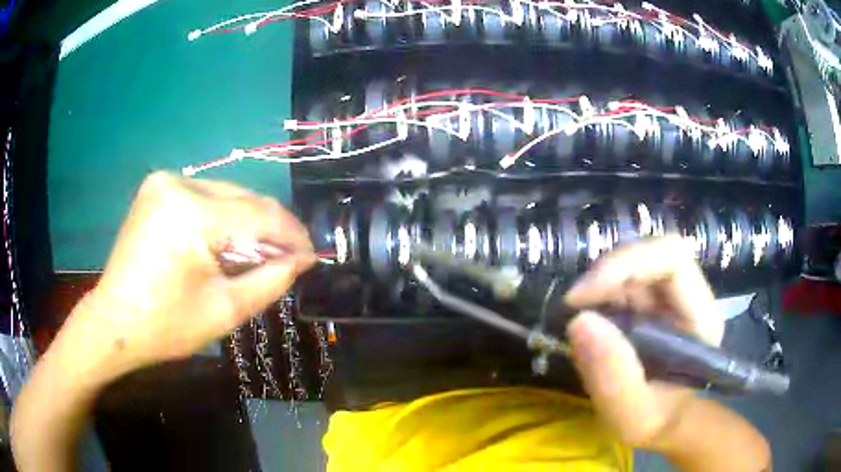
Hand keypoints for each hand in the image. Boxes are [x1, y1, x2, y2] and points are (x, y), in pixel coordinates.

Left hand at [70, 172, 315, 375]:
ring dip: (249, 222)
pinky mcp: (157, 189)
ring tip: (262, 253)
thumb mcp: (225, 311)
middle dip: (271, 228)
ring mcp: (164, 182)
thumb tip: (300, 260)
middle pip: (243, 198)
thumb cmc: (166, 325)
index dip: (292, 235)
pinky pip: (204, 197)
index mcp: (191, 213)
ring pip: (226, 194)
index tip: (313, 255)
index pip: (259, 214)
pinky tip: (229, 242)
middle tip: (290, 257)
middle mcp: (178, 183)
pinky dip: (224, 217)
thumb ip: (269, 280)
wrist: (114, 322)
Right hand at [563, 236, 722, 450]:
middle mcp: (688, 296)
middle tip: (572, 305)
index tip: (580, 298)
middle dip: (607, 273)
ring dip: (599, 284)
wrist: (662, 423)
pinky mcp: (649, 302)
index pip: (672, 258)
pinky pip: (621, 282)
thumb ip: (613, 377)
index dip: (625, 264)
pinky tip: (587, 320)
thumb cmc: (655, 421)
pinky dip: (597, 295)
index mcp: (701, 317)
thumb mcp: (632, 416)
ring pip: (633, 263)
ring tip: (577, 317)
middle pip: (649, 253)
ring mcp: (668, 296)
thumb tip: (579, 321)